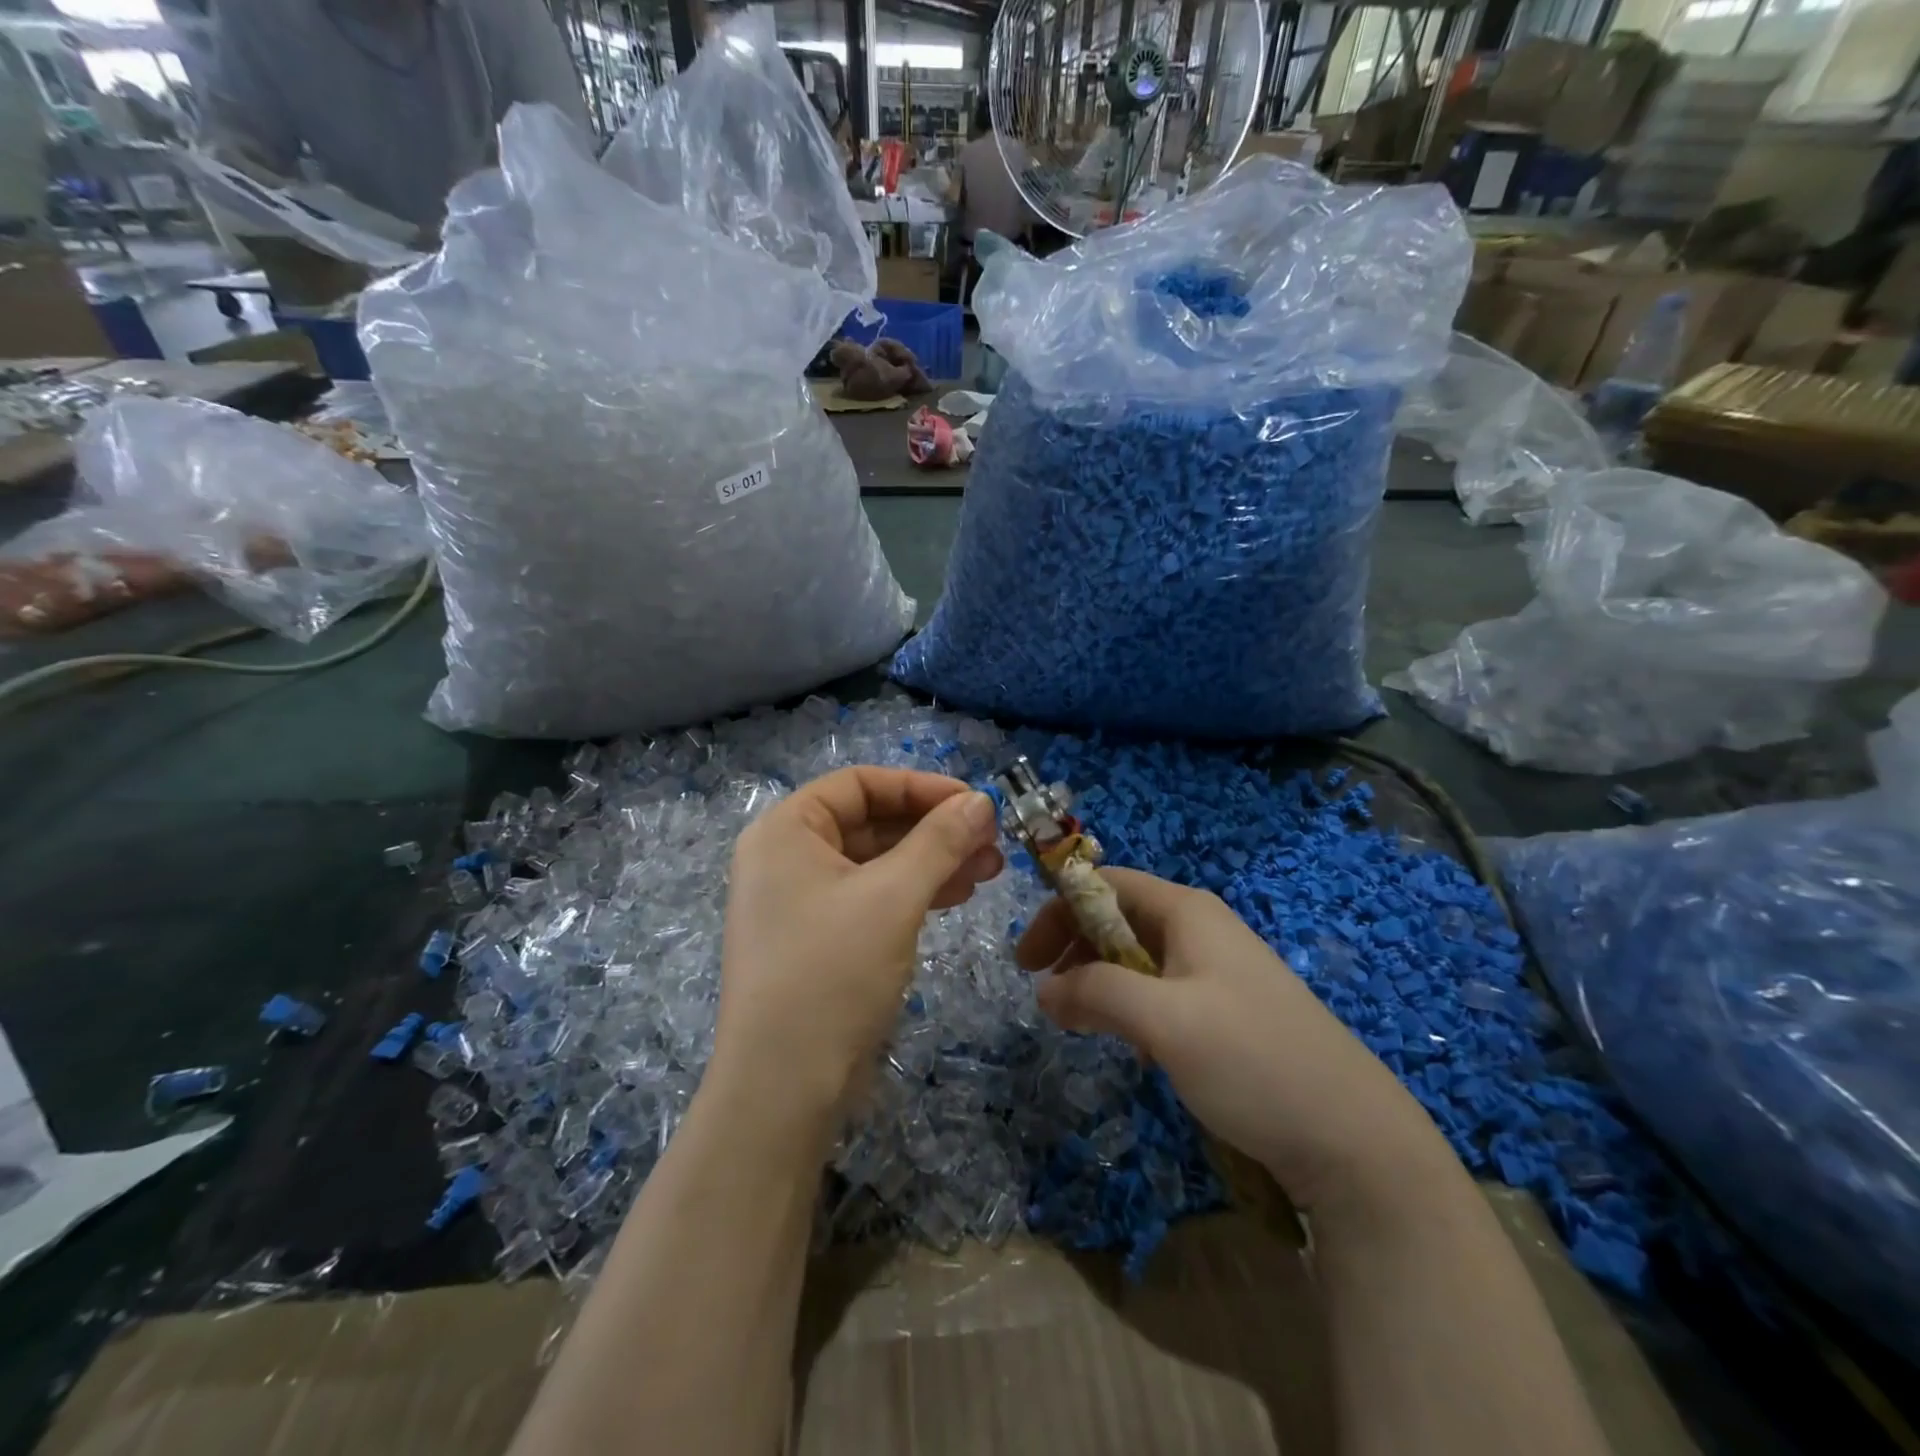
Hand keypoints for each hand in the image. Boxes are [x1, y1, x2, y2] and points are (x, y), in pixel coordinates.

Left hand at [716, 767, 1002, 1116]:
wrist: (783, 1089)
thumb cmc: (832, 974)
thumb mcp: (893, 898)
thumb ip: (939, 841)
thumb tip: (980, 801)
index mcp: (786, 831)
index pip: (859, 783)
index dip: (920, 787)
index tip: (973, 803)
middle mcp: (786, 858)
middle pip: (870, 821)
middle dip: (933, 828)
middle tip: (991, 841)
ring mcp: (800, 901)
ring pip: (876, 861)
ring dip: (932, 860)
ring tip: (988, 869)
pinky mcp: (818, 939)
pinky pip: (871, 896)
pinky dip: (913, 891)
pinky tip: (957, 895)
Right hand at [1016, 868, 1450, 1214]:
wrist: (1353, 1138)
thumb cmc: (1251, 1059)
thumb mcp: (1162, 1020)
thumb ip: (1096, 992)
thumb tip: (1044, 989)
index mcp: (1187, 911)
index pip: (1106, 884)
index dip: (1059, 910)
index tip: (1026, 959)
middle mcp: (1201, 930)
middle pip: (1119, 919)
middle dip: (1074, 948)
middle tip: (1043, 992)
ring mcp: (1217, 972)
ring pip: (1138, 959)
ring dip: (1099, 981)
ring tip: (1078, 1022)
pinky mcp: (1227, 1013)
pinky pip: (1161, 994)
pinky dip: (1131, 1009)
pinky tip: (1131, 1048)